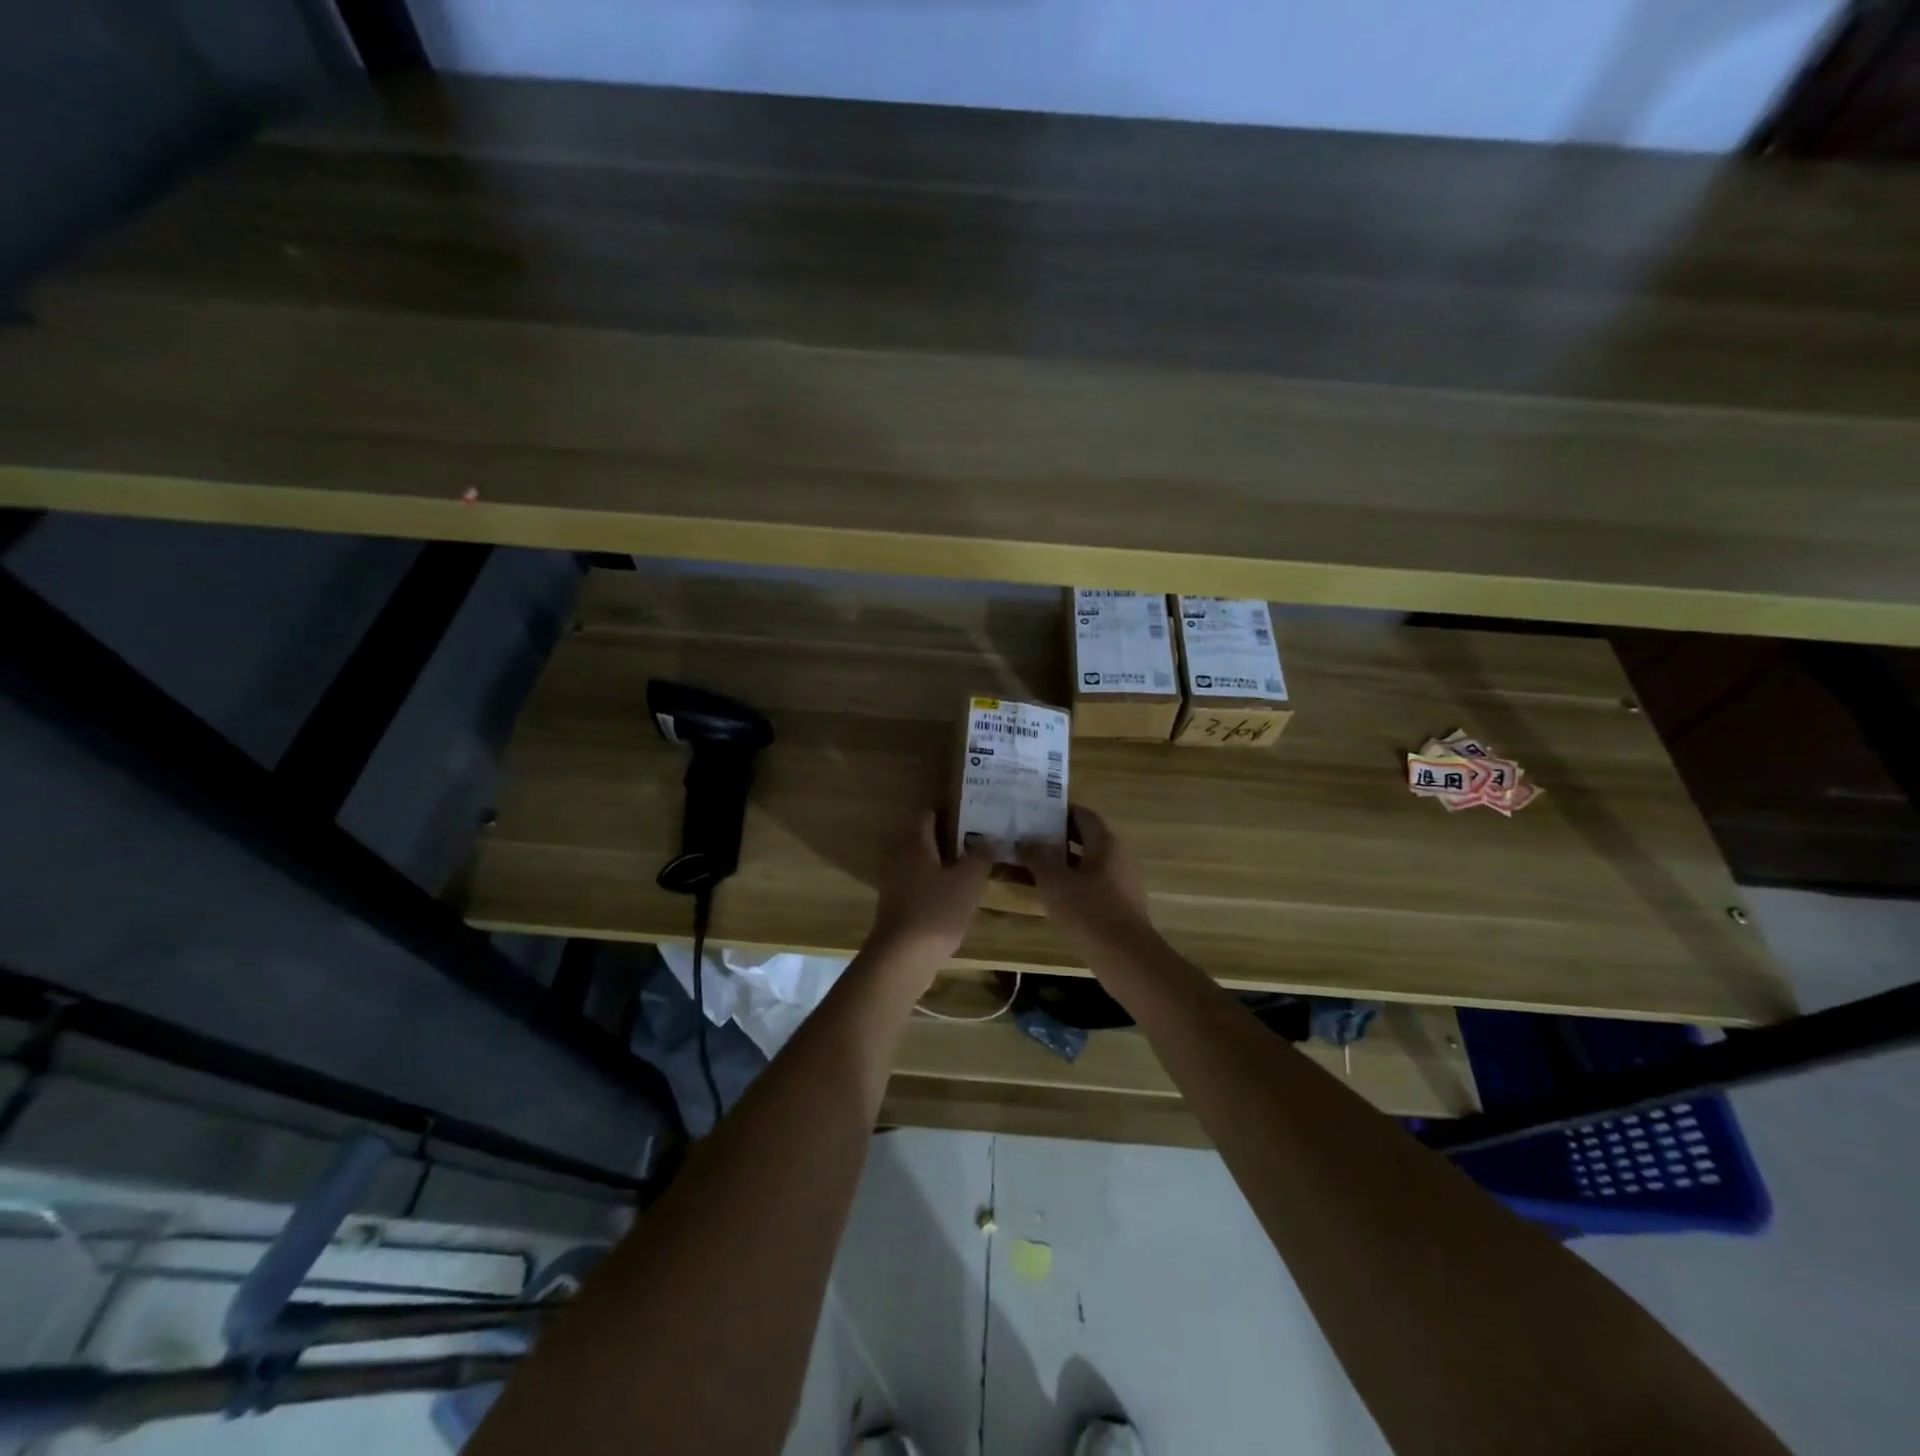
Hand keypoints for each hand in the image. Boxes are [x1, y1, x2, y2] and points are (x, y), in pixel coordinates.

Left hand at [867, 809, 993, 967]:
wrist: (902, 958)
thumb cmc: (936, 911)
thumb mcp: (968, 881)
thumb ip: (981, 856)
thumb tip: (991, 836)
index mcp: (913, 842)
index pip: (929, 811)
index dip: (950, 807)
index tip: (974, 807)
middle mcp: (899, 855)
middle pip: (926, 835)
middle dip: (952, 833)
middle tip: (981, 833)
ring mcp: (895, 880)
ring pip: (924, 859)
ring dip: (946, 858)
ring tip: (976, 860)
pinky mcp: (898, 902)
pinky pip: (920, 880)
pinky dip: (938, 879)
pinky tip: (960, 889)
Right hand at [1019, 806, 1158, 951]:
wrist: (1125, 958)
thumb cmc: (1088, 911)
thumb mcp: (1054, 881)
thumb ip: (1038, 856)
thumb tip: (1026, 840)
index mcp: (1105, 843)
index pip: (1082, 814)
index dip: (1059, 811)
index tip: (1033, 813)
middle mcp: (1116, 857)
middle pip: (1083, 839)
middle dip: (1054, 838)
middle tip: (1025, 839)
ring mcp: (1119, 883)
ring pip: (1083, 865)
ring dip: (1058, 864)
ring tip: (1027, 866)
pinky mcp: (1116, 906)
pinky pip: (1088, 886)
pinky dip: (1067, 885)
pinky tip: (1046, 895)